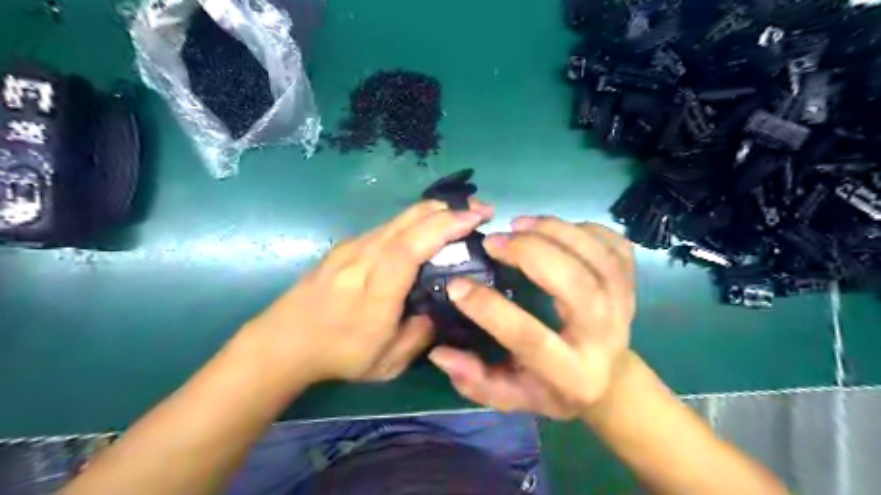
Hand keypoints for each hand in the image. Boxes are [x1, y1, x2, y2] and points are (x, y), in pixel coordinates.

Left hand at [240, 199, 493, 383]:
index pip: (408, 248)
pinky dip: (416, 220)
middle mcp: (361, 259)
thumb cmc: (337, 355)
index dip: (442, 227)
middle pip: (406, 221)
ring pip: (398, 218)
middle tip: (480, 210)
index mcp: (373, 292)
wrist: (283, 341)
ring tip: (462, 214)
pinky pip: (388, 226)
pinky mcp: (347, 246)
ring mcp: (351, 248)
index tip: (474, 218)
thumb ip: (420, 335)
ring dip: (434, 211)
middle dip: (448, 209)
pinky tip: (429, 226)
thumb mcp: (386, 363)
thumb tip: (441, 309)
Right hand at [429, 216, 628, 417]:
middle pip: (575, 284)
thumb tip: (439, 353)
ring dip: (554, 231)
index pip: (529, 337)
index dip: (489, 309)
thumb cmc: (553, 387)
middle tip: (494, 241)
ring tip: (518, 224)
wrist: (609, 379)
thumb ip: (475, 380)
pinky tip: (553, 229)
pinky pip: (612, 244)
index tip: (457, 285)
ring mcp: (623, 304)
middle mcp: (603, 336)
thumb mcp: (512, 395)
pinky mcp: (630, 283)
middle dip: (530, 254)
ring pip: (597, 256)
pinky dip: (582, 227)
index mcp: (571, 372)